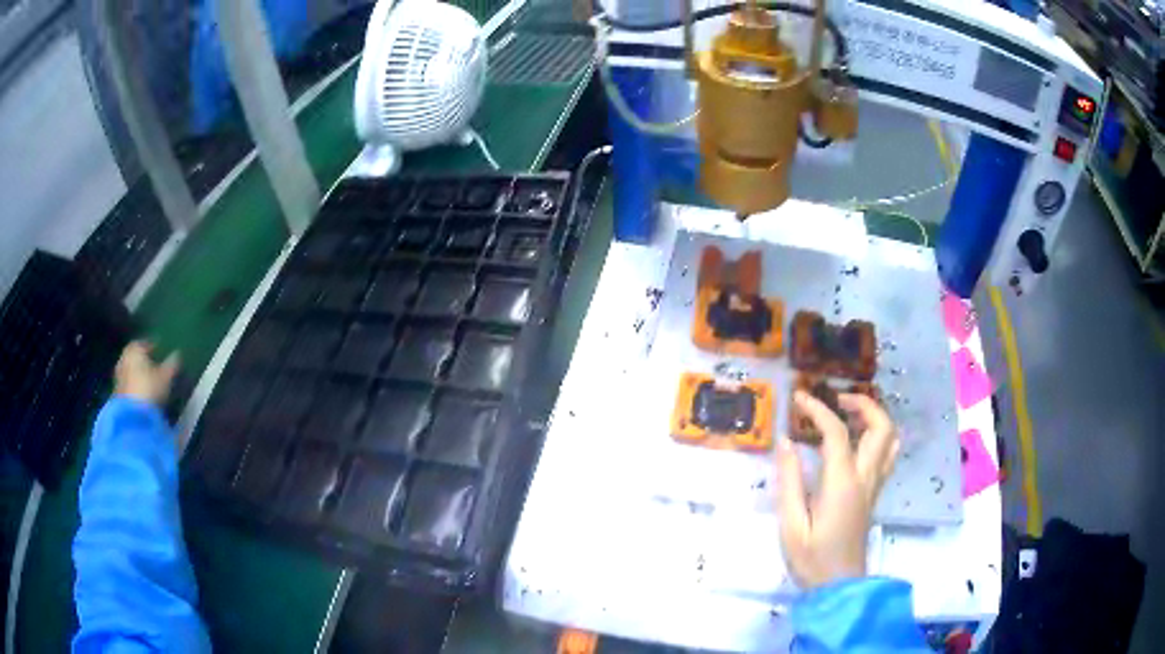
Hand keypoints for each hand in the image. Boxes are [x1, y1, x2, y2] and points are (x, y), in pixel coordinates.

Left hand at [114, 342, 179, 406]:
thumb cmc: (149, 389)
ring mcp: (118, 376)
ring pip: (131, 370)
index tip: (162, 350)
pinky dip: (134, 386)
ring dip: (139, 374)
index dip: (154, 346)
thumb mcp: (166, 376)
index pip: (145, 342)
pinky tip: (143, 394)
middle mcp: (124, 358)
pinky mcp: (117, 393)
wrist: (132, 417)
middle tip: (155, 365)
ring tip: (149, 381)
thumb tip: (178, 353)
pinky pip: (128, 385)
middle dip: (144, 360)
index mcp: (134, 348)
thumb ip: (172, 363)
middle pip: (136, 356)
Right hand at [776, 390, 900, 589]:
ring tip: (849, 414)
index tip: (798, 398)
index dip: (818, 409)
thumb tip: (786, 441)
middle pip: (881, 427)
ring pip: (890, 439)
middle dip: (863, 404)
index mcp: (842, 484)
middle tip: (836, 400)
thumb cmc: (812, 558)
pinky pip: (886, 454)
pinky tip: (857, 441)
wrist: (839, 586)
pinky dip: (877, 435)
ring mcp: (874, 486)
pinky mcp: (874, 494)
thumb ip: (789, 481)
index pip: (837, 433)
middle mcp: (865, 478)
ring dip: (874, 417)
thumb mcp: (790, 524)